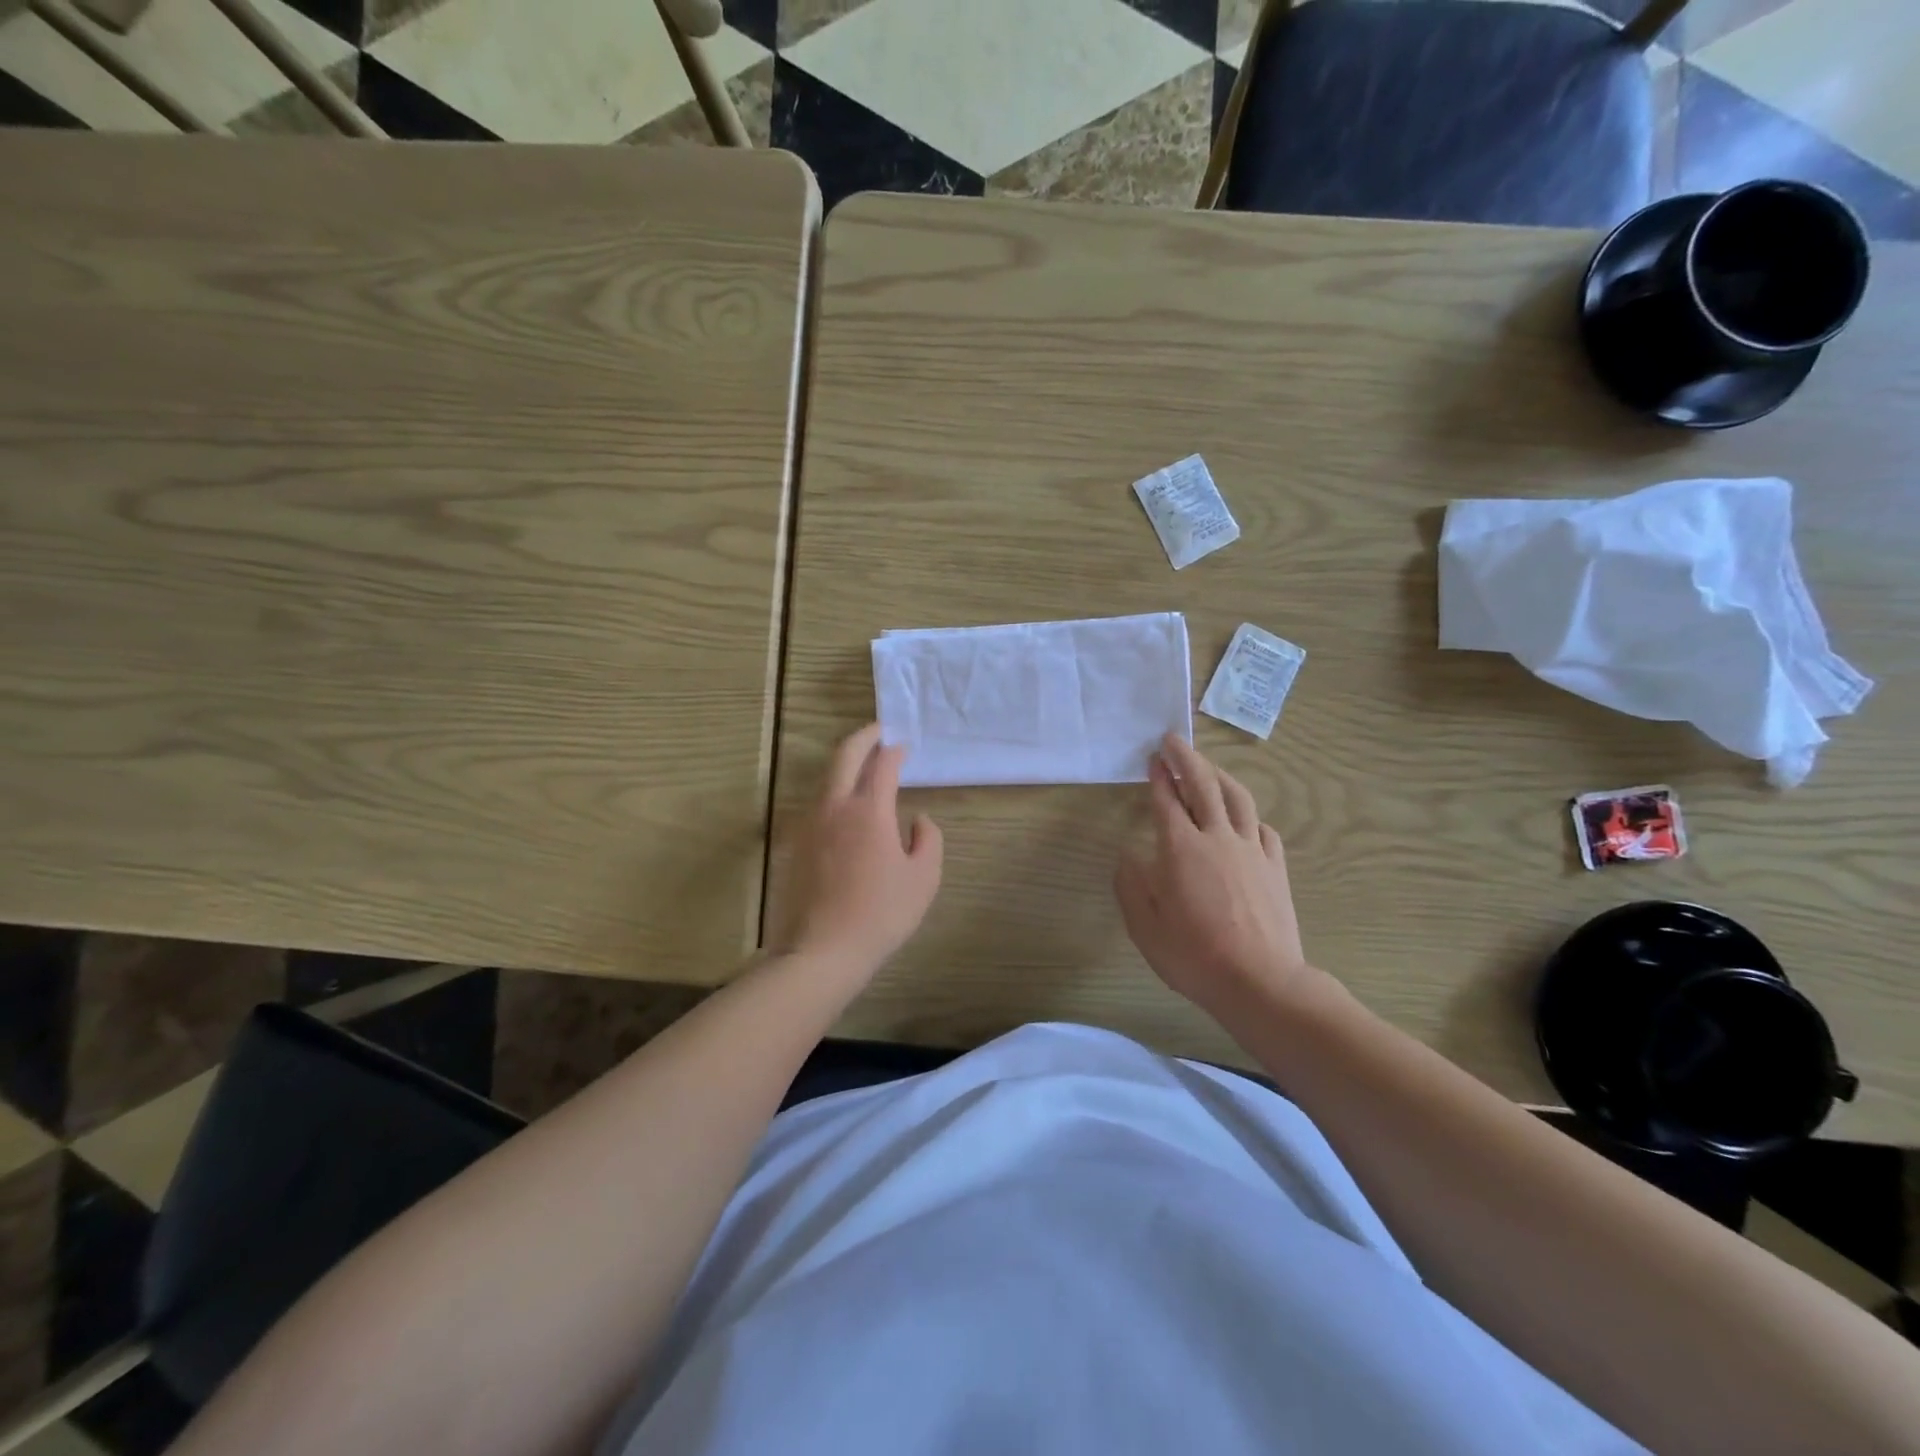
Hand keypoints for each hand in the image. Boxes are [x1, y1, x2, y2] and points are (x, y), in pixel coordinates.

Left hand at [775, 724, 943, 976]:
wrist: (821, 951)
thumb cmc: (881, 915)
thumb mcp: (923, 878)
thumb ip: (928, 839)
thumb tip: (917, 818)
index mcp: (868, 810)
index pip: (882, 765)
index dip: (894, 751)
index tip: (903, 747)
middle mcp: (834, 807)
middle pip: (844, 756)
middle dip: (863, 738)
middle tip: (878, 732)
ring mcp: (809, 824)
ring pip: (826, 779)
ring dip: (845, 765)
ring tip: (863, 767)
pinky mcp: (796, 844)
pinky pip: (817, 804)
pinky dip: (833, 791)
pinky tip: (845, 807)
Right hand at [1115, 734, 1311, 1014]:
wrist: (1260, 982)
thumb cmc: (1194, 956)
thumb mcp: (1145, 926)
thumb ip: (1132, 885)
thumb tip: (1129, 854)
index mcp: (1181, 849)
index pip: (1167, 801)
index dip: (1158, 777)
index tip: (1152, 758)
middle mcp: (1217, 838)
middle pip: (1203, 786)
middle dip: (1186, 759)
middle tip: (1174, 741)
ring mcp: (1251, 850)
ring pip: (1237, 799)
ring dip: (1219, 776)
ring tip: (1208, 767)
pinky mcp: (1275, 867)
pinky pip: (1262, 828)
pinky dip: (1248, 814)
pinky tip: (1244, 818)